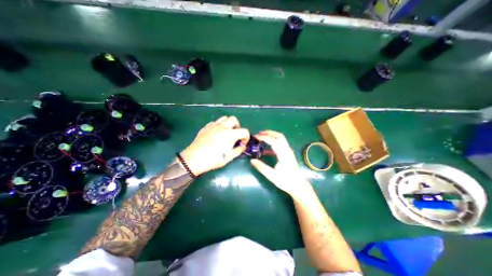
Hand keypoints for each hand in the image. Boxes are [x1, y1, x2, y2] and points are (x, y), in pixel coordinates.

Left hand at [180, 116, 250, 174]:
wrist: (194, 159)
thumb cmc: (213, 159)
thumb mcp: (229, 157)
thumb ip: (239, 150)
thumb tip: (243, 146)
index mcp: (230, 134)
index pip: (244, 131)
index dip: (246, 137)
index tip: (242, 143)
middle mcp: (223, 127)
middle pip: (234, 120)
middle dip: (237, 127)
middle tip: (235, 135)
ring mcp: (213, 125)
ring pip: (224, 118)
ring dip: (228, 124)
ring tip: (226, 133)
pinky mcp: (206, 127)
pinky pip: (215, 122)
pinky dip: (219, 125)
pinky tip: (217, 134)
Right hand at [250, 130, 310, 197]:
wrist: (298, 186)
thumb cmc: (286, 181)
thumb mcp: (272, 176)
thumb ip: (262, 167)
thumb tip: (252, 160)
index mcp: (284, 154)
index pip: (274, 141)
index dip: (264, 137)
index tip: (256, 136)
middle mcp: (287, 150)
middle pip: (279, 136)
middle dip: (269, 133)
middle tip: (259, 133)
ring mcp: (288, 151)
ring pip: (280, 139)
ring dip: (271, 136)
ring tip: (262, 137)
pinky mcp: (288, 154)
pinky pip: (280, 144)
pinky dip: (273, 143)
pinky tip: (266, 149)